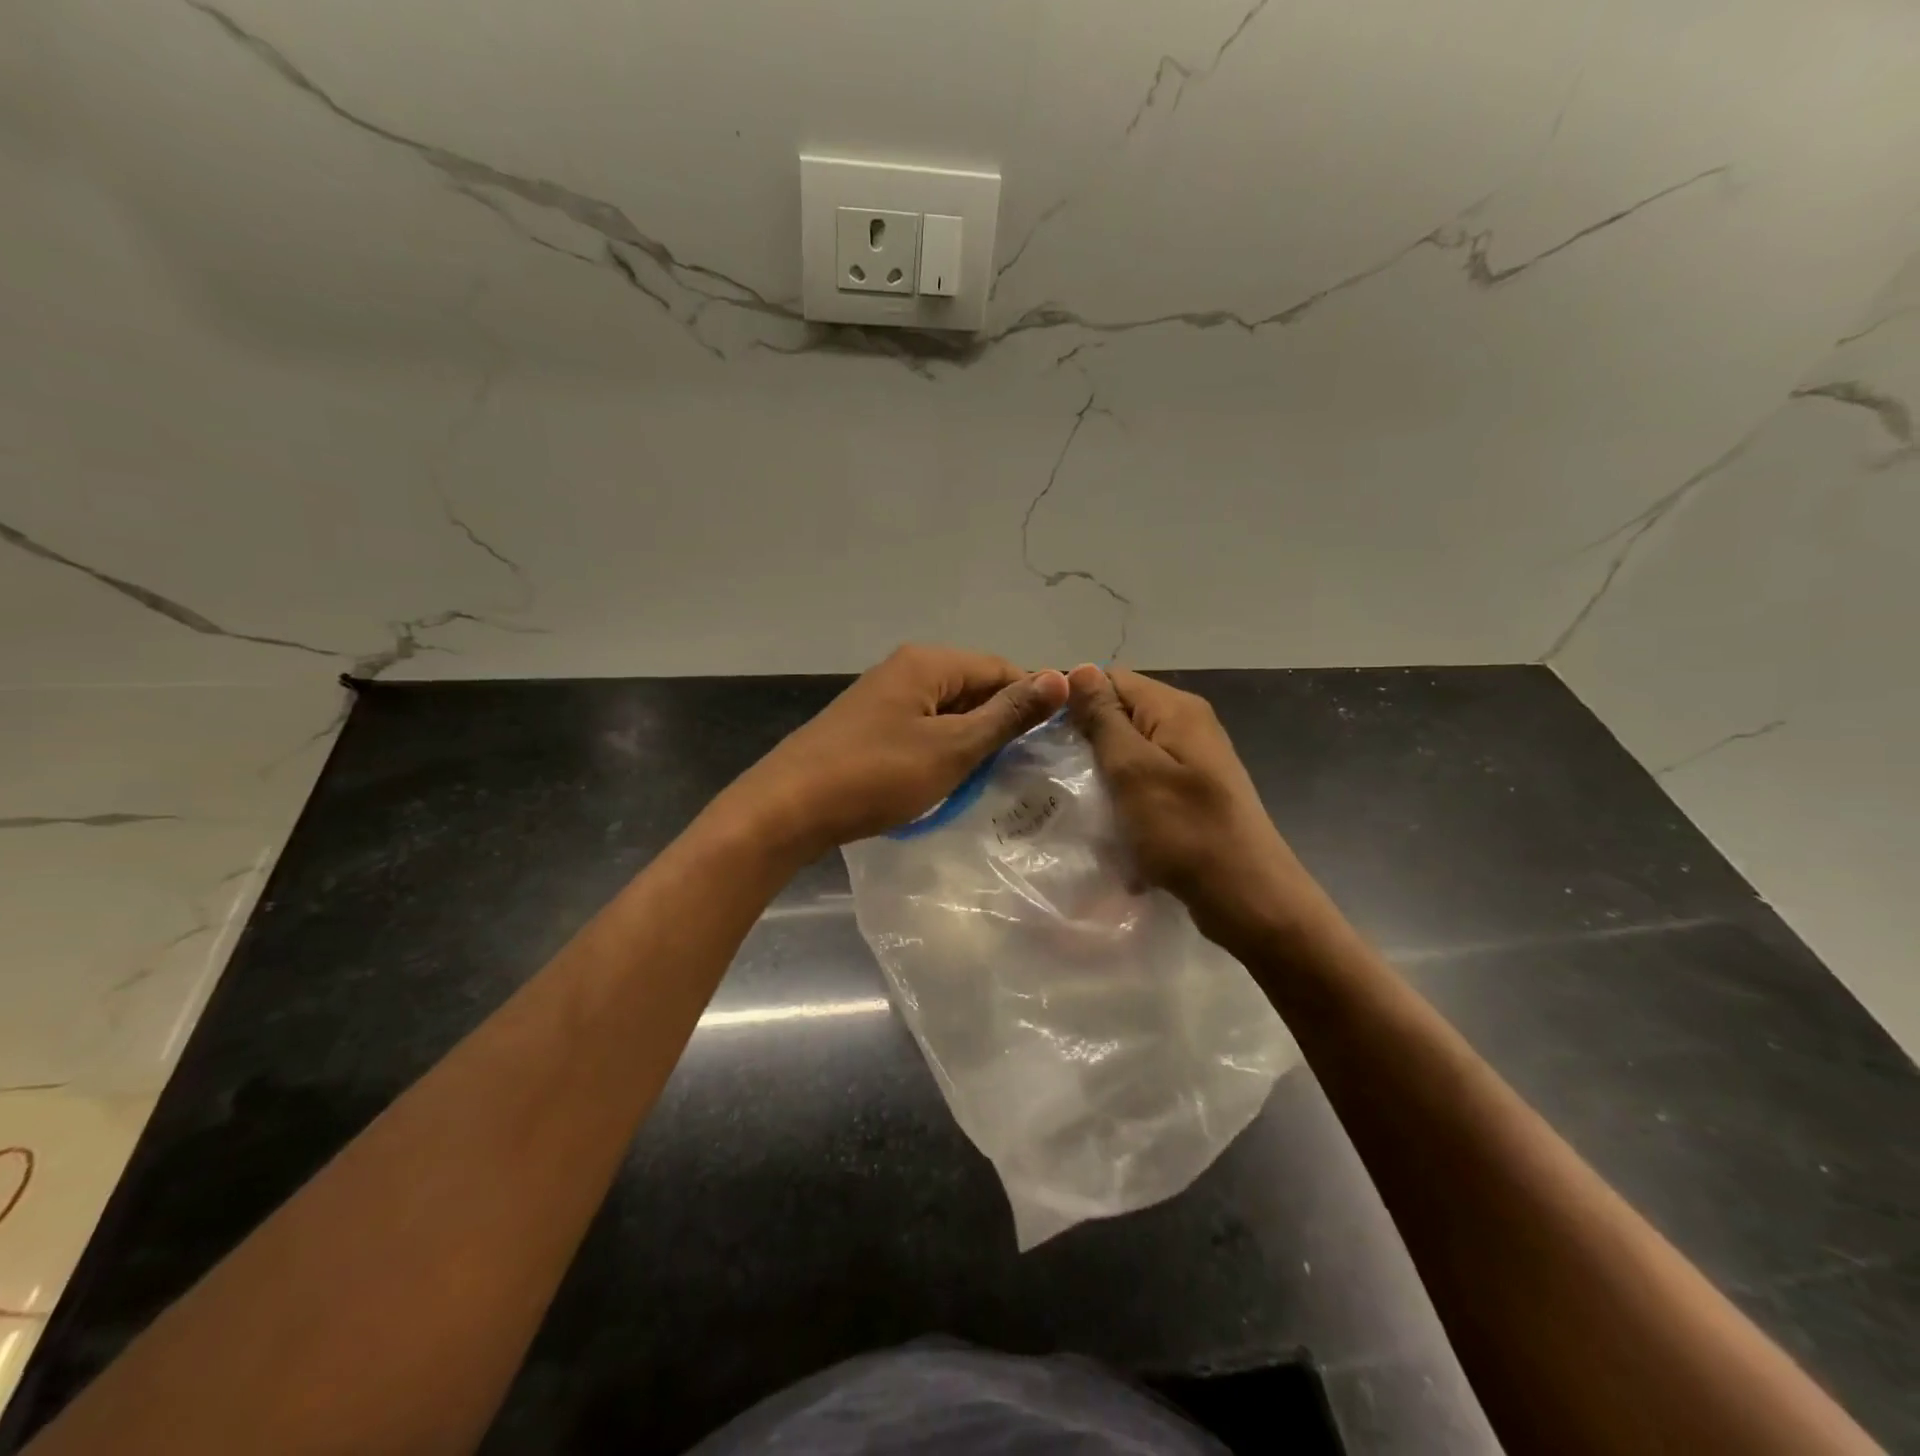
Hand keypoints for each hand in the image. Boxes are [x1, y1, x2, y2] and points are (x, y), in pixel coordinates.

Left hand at [731, 645, 1069, 862]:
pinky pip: (922, 728)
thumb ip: (1007, 714)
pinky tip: (948, 779)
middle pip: (973, 686)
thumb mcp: (952, 747)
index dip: (1031, 702)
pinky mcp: (868, 726)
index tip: (1052, 743)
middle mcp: (905, 669)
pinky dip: (942, 749)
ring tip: (990, 778)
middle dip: (1000, 723)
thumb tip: (1061, 676)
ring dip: (971, 740)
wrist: (788, 808)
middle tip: (1024, 768)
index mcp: (928, 663)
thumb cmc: (876, 775)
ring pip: (947, 711)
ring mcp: (883, 697)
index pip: (1000, 669)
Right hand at [1066, 664, 1329, 953]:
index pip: (1112, 679)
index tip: (1042, 733)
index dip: (1074, 700)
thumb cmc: (1185, 830)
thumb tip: (1080, 668)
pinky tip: (1109, 819)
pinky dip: (1125, 794)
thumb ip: (1104, 719)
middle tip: (1053, 769)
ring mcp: (1193, 760)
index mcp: (1176, 709)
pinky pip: (1146, 779)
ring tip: (1075, 796)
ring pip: (1132, 749)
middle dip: (1087, 738)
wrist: (1247, 897)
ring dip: (1104, 770)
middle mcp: (1189, 724)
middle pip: (1123, 713)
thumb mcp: (1134, 770)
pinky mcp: (1193, 792)